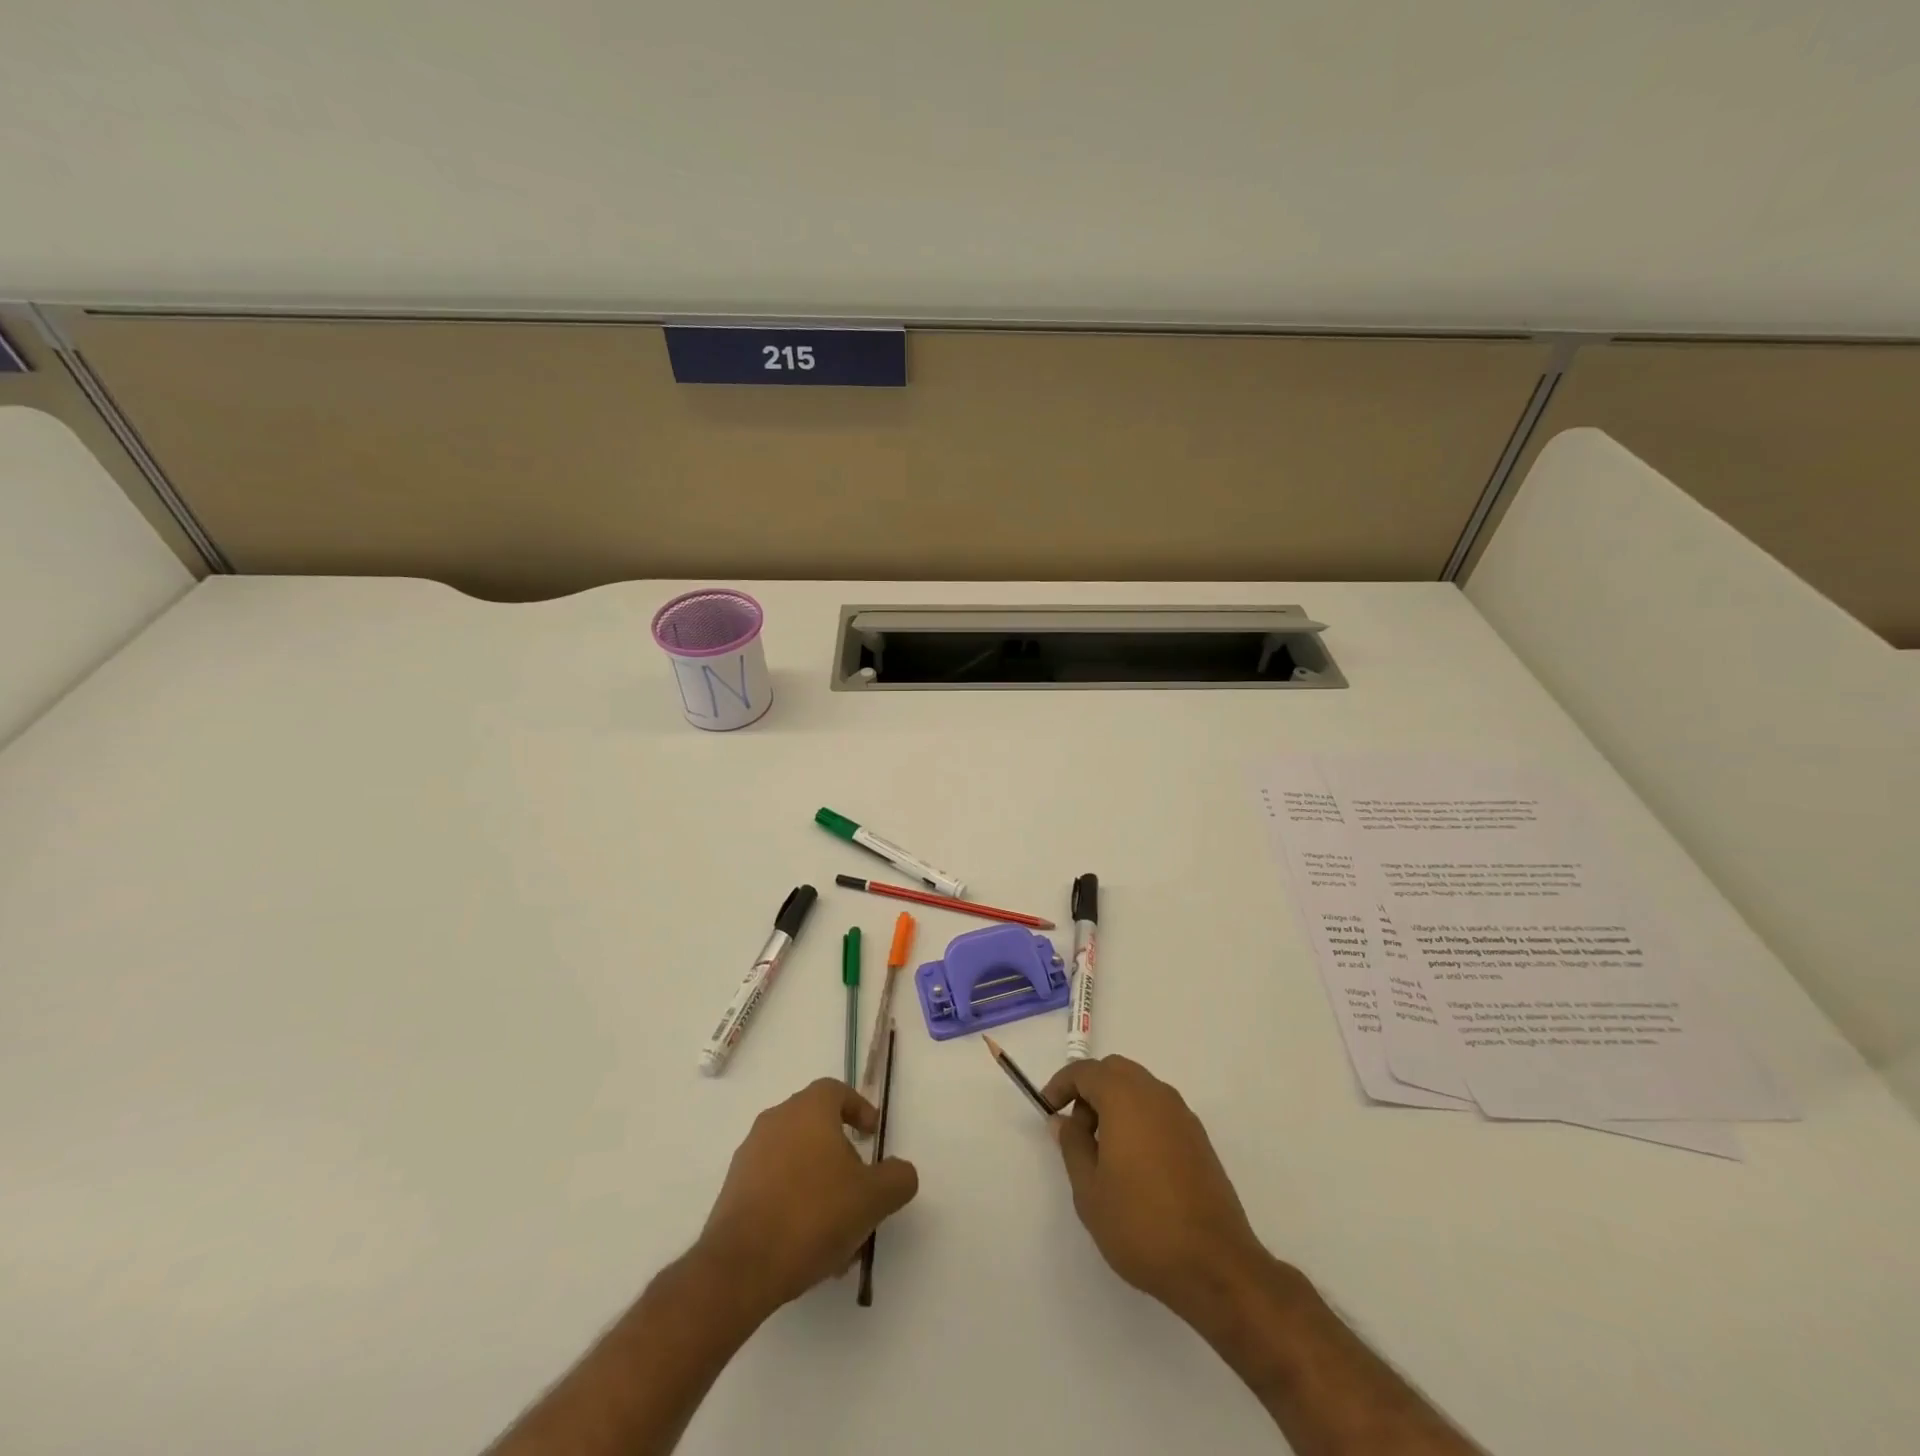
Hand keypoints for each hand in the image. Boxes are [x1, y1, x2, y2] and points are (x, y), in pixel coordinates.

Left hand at [695, 1078, 918, 1315]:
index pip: (836, 1091)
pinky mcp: (733, 1190)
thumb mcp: (873, 1198)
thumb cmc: (813, 1215)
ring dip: (819, 1186)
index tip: (872, 1136)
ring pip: (796, 1161)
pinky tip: (808, 1245)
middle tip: (860, 1189)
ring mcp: (749, 1155)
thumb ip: (897, 1178)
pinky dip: (794, 1203)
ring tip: (838, 1232)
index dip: (858, 1109)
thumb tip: (901, 1171)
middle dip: (841, 1156)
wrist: (741, 1266)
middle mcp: (776, 1120)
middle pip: (816, 1127)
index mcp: (808, 1109)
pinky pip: (774, 1186)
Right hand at [1041, 1056, 1270, 1322]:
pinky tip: (1133, 1162)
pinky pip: (1159, 1110)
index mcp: (1126, 1098)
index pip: (1086, 1071)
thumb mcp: (1089, 1190)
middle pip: (1115, 1071)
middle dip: (1090, 1089)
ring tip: (1102, 1149)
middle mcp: (1156, 1095)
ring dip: (1115, 1103)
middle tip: (1076, 1128)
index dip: (1061, 1085)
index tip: (1047, 1109)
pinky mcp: (1199, 1139)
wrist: (1215, 1265)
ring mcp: (1182, 1115)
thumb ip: (1072, 1145)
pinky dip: (1138, 1118)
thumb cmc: (1141, 1225)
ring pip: (1140, 1088)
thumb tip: (1064, 1120)